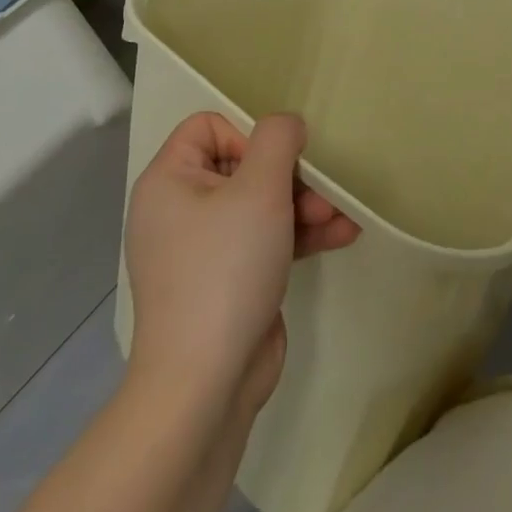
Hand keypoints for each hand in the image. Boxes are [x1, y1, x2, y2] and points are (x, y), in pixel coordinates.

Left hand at [124, 112, 358, 414]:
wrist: (205, 386)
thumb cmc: (225, 269)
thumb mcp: (258, 189)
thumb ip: (277, 139)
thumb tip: (287, 125)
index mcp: (168, 180)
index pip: (208, 126)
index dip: (247, 135)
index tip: (274, 163)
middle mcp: (179, 209)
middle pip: (242, 165)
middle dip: (290, 176)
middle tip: (323, 191)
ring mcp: (204, 249)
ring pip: (260, 204)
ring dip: (304, 204)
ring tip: (342, 215)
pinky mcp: (228, 280)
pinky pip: (265, 240)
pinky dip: (299, 235)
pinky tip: (342, 234)